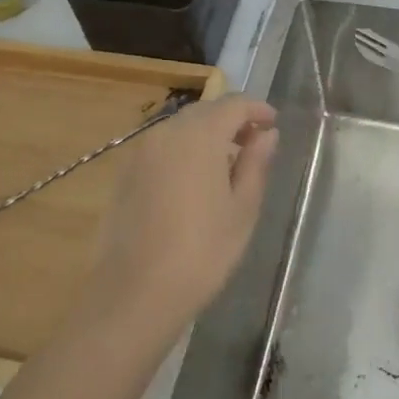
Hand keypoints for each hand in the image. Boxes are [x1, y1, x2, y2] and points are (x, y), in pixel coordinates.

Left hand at [86, 94, 278, 336]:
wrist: (134, 294)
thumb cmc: (201, 252)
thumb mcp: (242, 209)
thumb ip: (256, 163)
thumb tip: (266, 134)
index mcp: (200, 135)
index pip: (233, 105)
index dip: (257, 109)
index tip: (273, 124)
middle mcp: (167, 132)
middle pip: (205, 111)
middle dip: (231, 120)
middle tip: (253, 144)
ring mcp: (141, 152)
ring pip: (181, 128)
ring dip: (206, 135)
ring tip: (226, 165)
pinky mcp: (125, 174)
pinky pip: (162, 148)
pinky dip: (183, 151)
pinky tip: (194, 182)